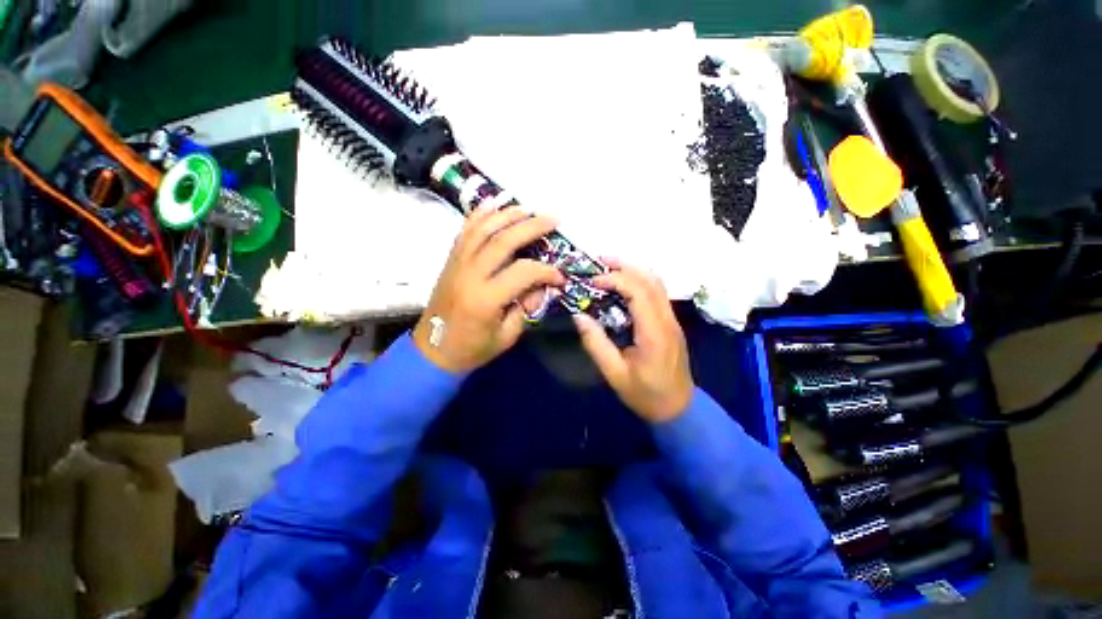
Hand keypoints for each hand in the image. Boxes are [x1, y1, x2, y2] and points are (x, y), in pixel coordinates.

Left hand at [413, 206, 565, 372]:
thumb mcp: (508, 335)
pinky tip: (492, 203)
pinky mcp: (451, 261)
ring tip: (528, 209)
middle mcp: (470, 274)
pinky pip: (465, 232)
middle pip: (504, 240)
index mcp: (486, 298)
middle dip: (532, 226)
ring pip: (483, 229)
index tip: (559, 277)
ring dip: (507, 215)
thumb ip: (526, 307)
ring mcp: (457, 264)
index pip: (524, 271)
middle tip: (553, 219)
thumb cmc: (473, 348)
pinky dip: (479, 215)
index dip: (547, 271)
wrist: (432, 351)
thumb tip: (538, 286)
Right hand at [573, 260, 693, 422]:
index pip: (638, 291)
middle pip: (651, 280)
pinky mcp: (671, 323)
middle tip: (600, 261)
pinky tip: (624, 286)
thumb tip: (579, 316)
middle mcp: (667, 320)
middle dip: (625, 266)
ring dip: (634, 271)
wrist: (678, 409)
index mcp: (654, 332)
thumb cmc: (645, 394)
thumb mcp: (614, 373)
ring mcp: (672, 320)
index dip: (615, 279)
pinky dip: (640, 282)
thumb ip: (596, 343)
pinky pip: (658, 293)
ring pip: (657, 283)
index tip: (593, 282)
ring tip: (610, 268)